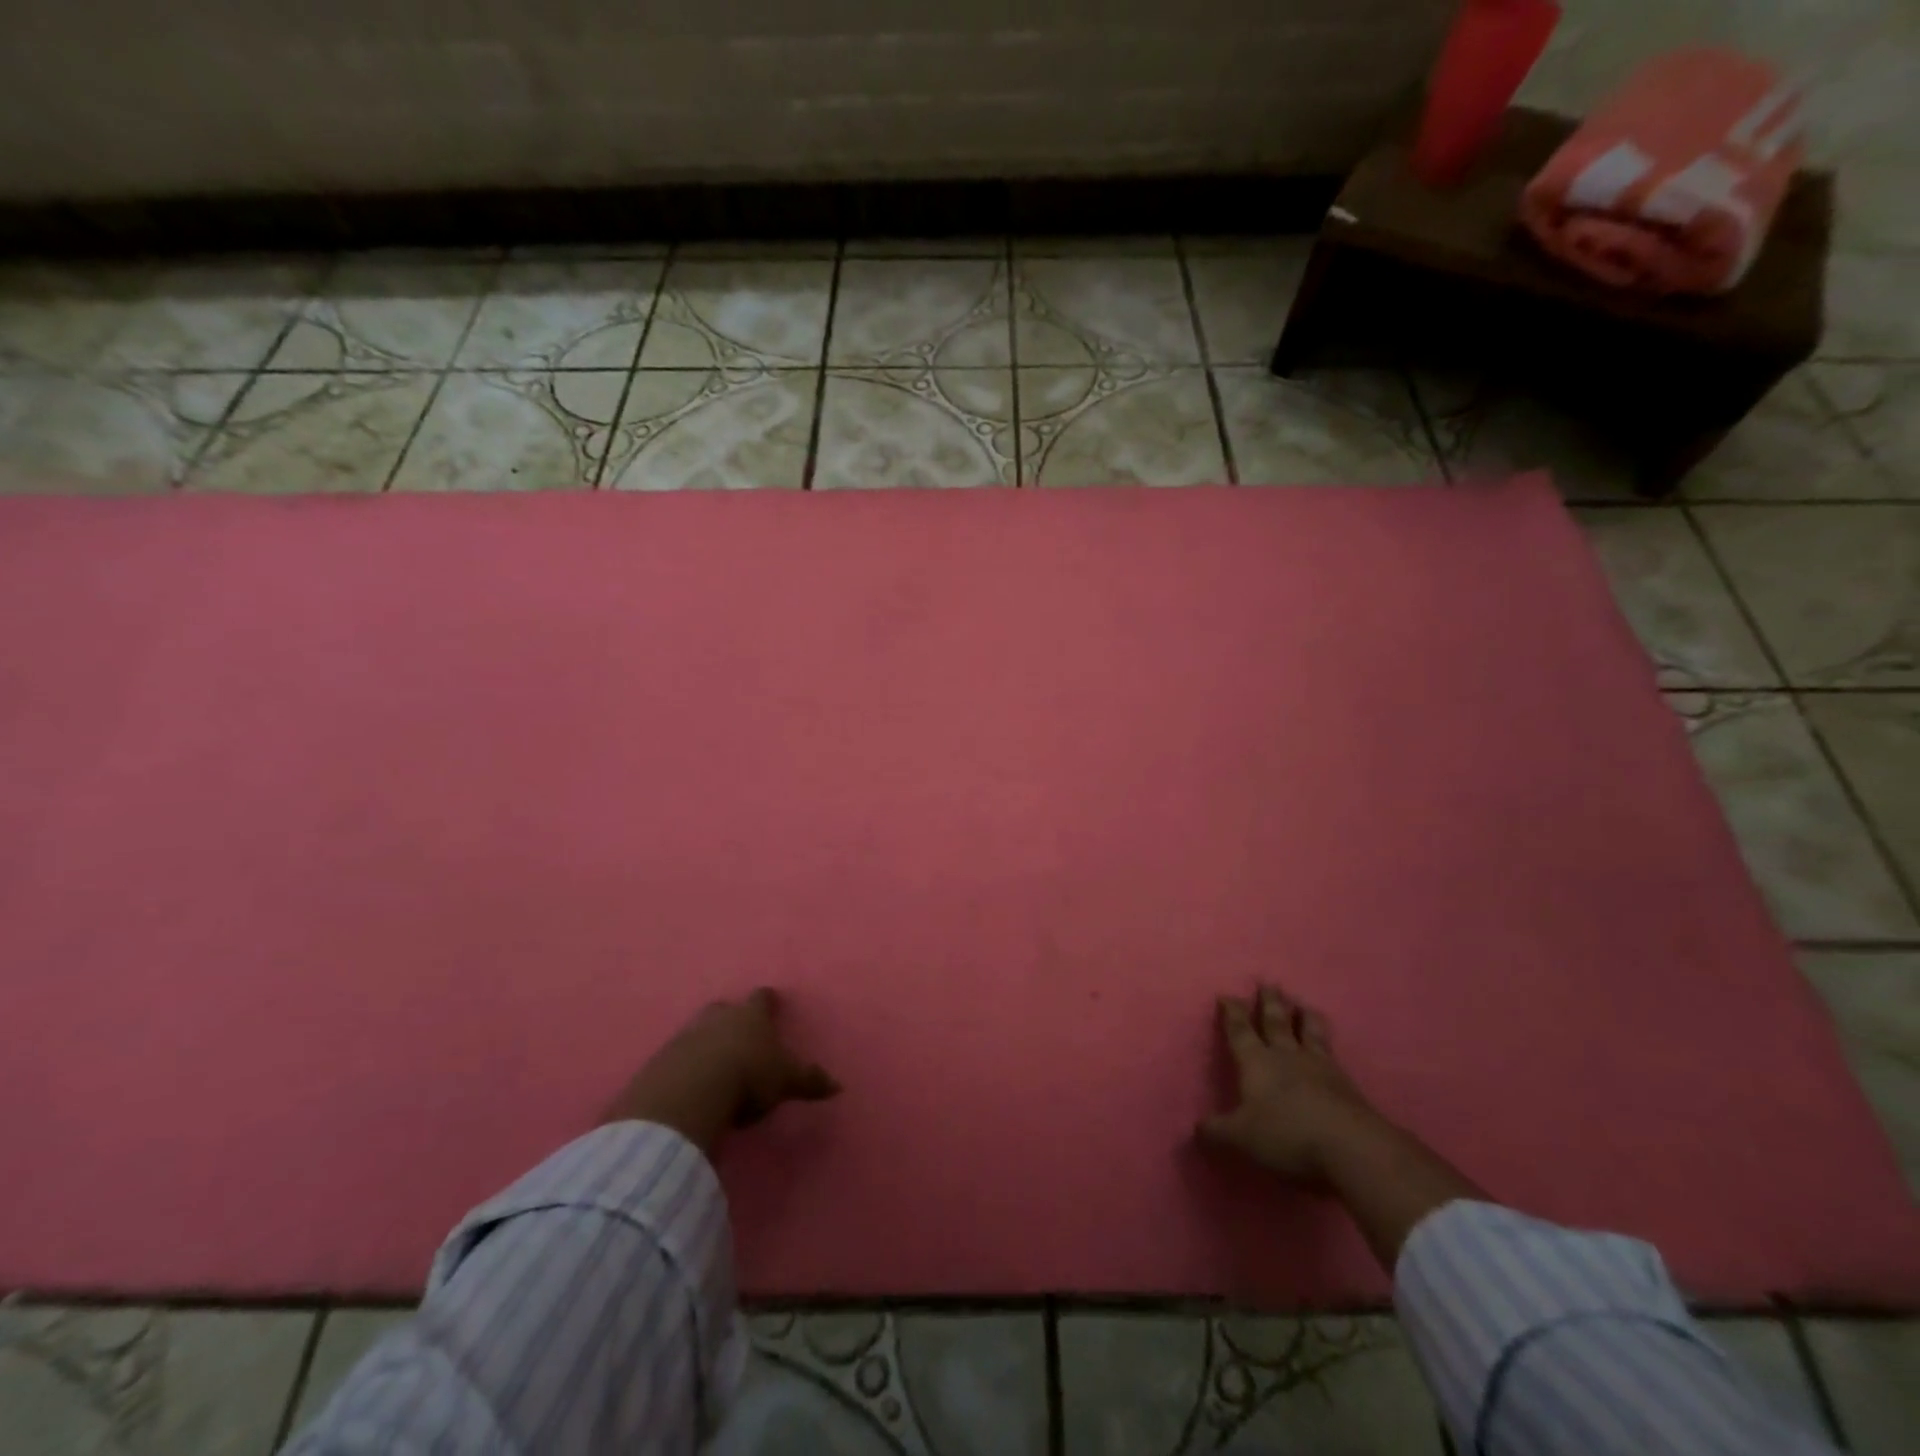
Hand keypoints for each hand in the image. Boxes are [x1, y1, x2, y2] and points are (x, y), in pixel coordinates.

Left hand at [603, 989, 839, 1153]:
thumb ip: (809, 1081)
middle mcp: (719, 1017)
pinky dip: (684, 1065)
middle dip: (730, 1017)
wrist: (691, 1092)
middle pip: (724, 1008)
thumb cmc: (748, 1076)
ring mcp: (687, 1035)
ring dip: (705, 1041)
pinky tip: (689, 1084)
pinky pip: (677, 1057)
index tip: (771, 1001)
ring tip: (713, 1063)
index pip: (762, 998)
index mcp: (752, 1016)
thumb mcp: (786, 1081)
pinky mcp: (661, 1060)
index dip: (767, 1001)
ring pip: (699, 1030)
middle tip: (737, 1031)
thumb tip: (839, 1085)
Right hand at [1197, 983, 1382, 1183]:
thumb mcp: (1241, 1138)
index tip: (1227, 995)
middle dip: (1269, 1003)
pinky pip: (1332, 1053)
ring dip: (1303, 1016)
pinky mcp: (1346, 1084)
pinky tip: (1329, 1045)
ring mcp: (1319, 1067)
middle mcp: (1286, 1056)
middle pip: (1276, 1022)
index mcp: (1257, 1062)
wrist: (1351, 1147)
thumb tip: (1195, 1129)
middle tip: (1268, 984)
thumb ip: (1217, 1132)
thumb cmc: (1287, 1135)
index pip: (1240, 1031)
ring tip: (1302, 1004)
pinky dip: (1327, 1042)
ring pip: (1309, 1032)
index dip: (1232, 1013)